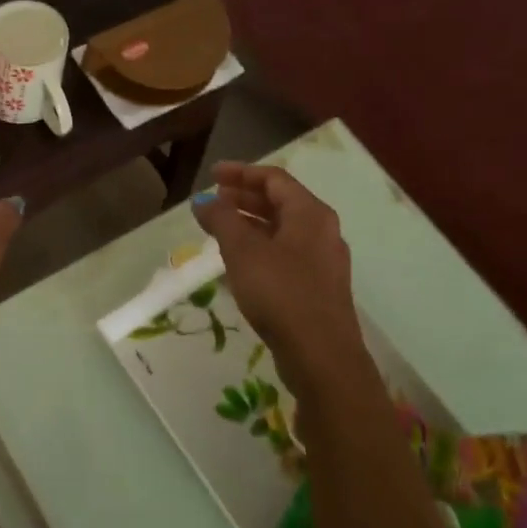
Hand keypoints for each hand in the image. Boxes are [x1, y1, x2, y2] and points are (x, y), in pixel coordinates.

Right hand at [192, 162, 363, 369]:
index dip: (241, 173)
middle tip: (214, 200)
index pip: (274, 179)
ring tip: (220, 228)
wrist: (321, 355)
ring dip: (251, 223)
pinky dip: (261, 246)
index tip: (211, 175)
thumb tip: (203, 201)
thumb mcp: (242, 251)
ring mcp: (323, 260)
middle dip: (244, 197)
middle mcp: (322, 230)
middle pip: (281, 202)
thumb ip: (221, 220)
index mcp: (310, 214)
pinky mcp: (318, 286)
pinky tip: (240, 261)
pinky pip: (286, 252)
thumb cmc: (280, 293)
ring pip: (283, 229)